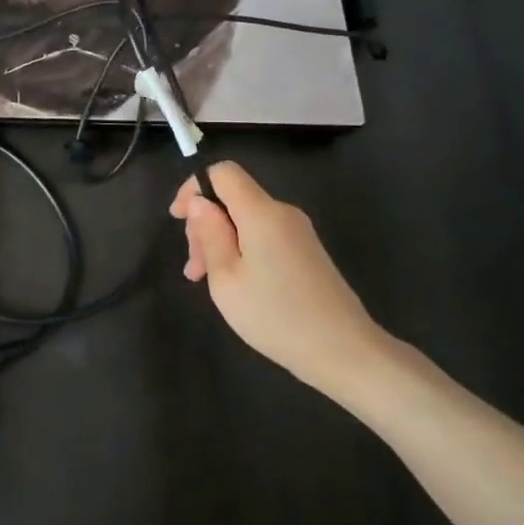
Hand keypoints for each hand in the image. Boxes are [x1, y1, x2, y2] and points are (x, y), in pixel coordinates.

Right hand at [169, 162, 394, 400]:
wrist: (345, 352)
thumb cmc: (276, 316)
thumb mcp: (226, 278)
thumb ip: (209, 233)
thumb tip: (199, 202)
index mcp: (262, 212)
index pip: (223, 172)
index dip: (194, 187)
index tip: (178, 220)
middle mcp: (283, 213)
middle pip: (233, 198)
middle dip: (205, 223)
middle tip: (194, 268)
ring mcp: (298, 232)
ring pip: (246, 219)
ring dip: (220, 241)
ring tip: (206, 280)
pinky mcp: (307, 251)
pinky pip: (263, 235)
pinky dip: (241, 250)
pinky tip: (234, 283)